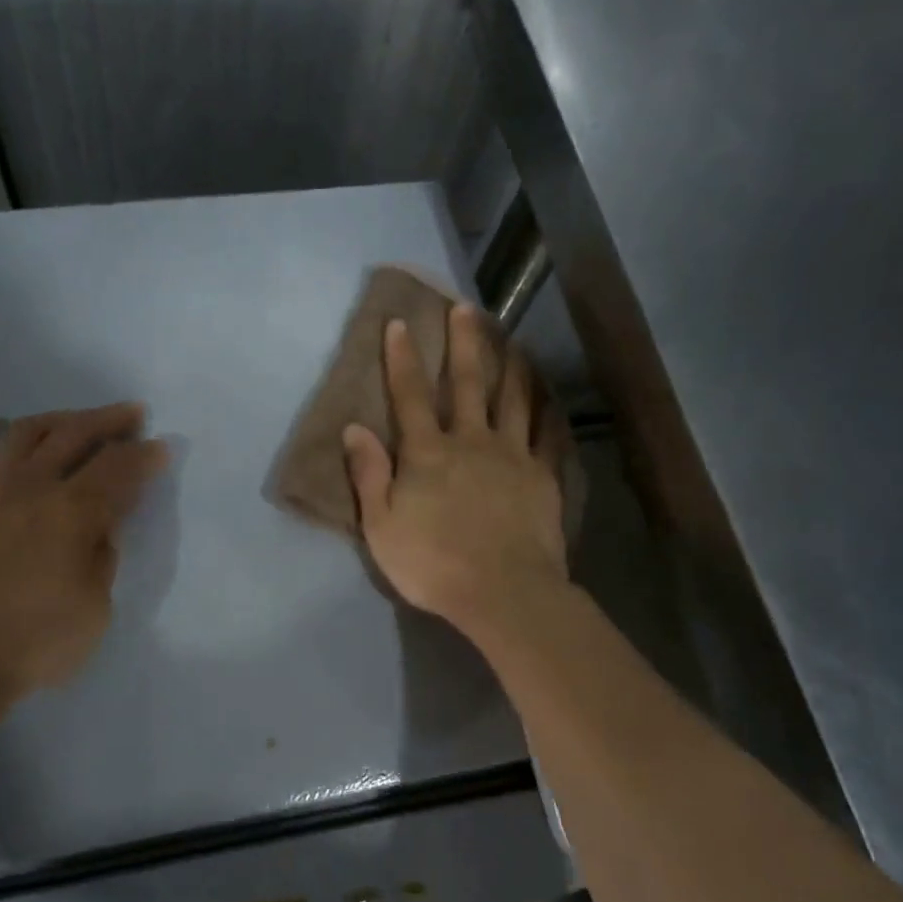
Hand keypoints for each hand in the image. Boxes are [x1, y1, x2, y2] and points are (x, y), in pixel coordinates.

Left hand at [0, 403, 167, 710]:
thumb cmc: (31, 643)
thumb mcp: (95, 611)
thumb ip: (102, 561)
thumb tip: (100, 531)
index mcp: (72, 512)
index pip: (118, 468)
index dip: (145, 456)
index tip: (161, 449)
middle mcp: (28, 487)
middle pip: (73, 434)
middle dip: (108, 420)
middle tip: (131, 414)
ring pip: (17, 435)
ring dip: (51, 420)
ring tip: (68, 422)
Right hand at [343, 306, 567, 640]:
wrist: (502, 592)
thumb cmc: (432, 563)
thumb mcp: (381, 526)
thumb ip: (369, 474)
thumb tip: (354, 428)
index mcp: (427, 453)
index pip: (409, 396)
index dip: (401, 359)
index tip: (399, 323)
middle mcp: (471, 441)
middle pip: (466, 384)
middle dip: (463, 344)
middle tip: (466, 309)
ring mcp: (512, 456)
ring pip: (513, 400)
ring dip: (510, 366)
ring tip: (512, 339)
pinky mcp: (542, 476)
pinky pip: (547, 435)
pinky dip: (547, 410)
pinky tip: (549, 395)